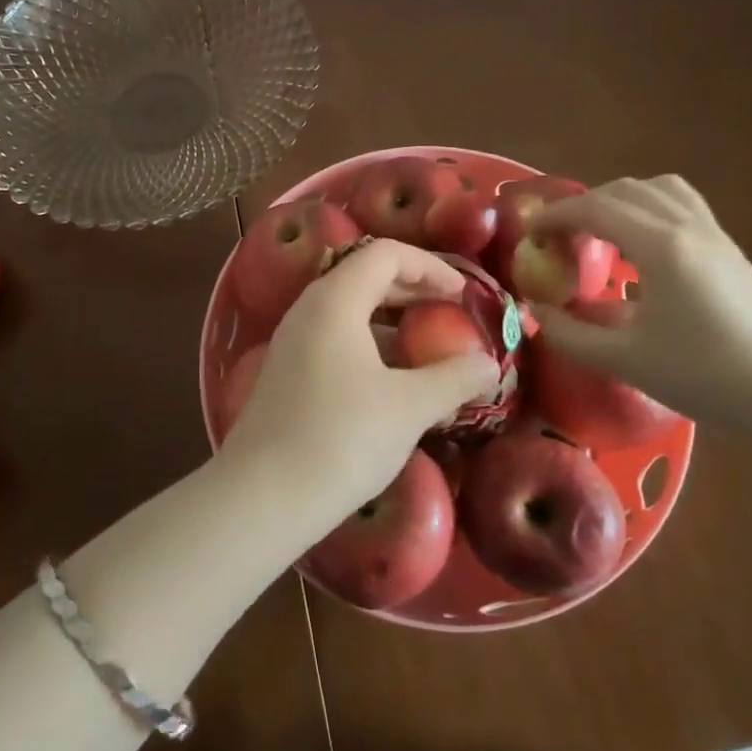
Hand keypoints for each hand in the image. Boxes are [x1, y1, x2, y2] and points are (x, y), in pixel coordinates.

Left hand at [218, 239, 499, 534]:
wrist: (262, 496)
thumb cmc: (341, 438)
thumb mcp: (409, 408)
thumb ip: (454, 379)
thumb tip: (489, 365)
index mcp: (335, 299)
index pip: (386, 254)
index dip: (430, 266)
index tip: (463, 294)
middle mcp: (309, 308)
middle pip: (365, 276)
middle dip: (413, 289)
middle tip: (451, 313)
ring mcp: (294, 340)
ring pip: (350, 310)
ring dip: (392, 320)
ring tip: (428, 348)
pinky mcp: (288, 371)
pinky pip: (336, 338)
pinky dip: (370, 344)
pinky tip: (392, 381)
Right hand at [529, 176, 751, 429]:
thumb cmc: (705, 375)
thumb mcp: (626, 360)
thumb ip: (570, 334)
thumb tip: (536, 311)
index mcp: (660, 246)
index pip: (595, 209)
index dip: (555, 216)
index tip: (529, 234)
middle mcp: (687, 227)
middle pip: (624, 190)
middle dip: (583, 206)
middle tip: (559, 238)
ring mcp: (715, 235)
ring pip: (659, 190)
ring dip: (620, 200)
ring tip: (601, 233)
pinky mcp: (732, 250)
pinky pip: (682, 206)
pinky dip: (650, 210)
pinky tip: (643, 250)